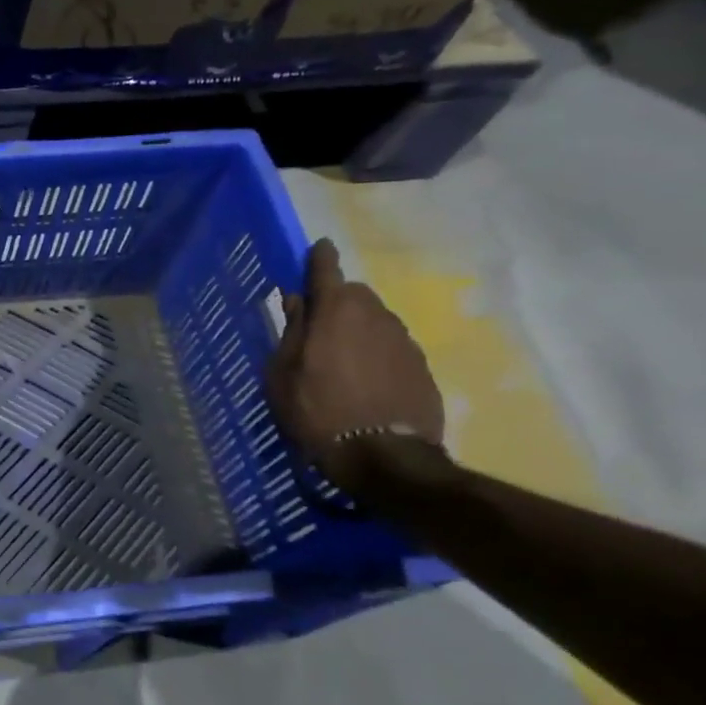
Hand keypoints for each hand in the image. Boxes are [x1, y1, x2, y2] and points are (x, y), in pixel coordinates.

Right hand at [267, 238, 445, 491]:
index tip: (318, 248)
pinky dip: (378, 353)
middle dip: (338, 301)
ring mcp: (404, 340)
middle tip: (319, 326)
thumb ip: (291, 332)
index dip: (319, 258)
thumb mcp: (283, 374)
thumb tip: (297, 301)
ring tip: (342, 359)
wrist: (383, 456)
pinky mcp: (422, 367)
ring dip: (359, 328)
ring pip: (377, 320)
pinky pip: (393, 347)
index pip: (326, 270)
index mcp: (336, 311)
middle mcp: (375, 315)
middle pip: (355, 294)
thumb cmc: (317, 410)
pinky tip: (366, 380)